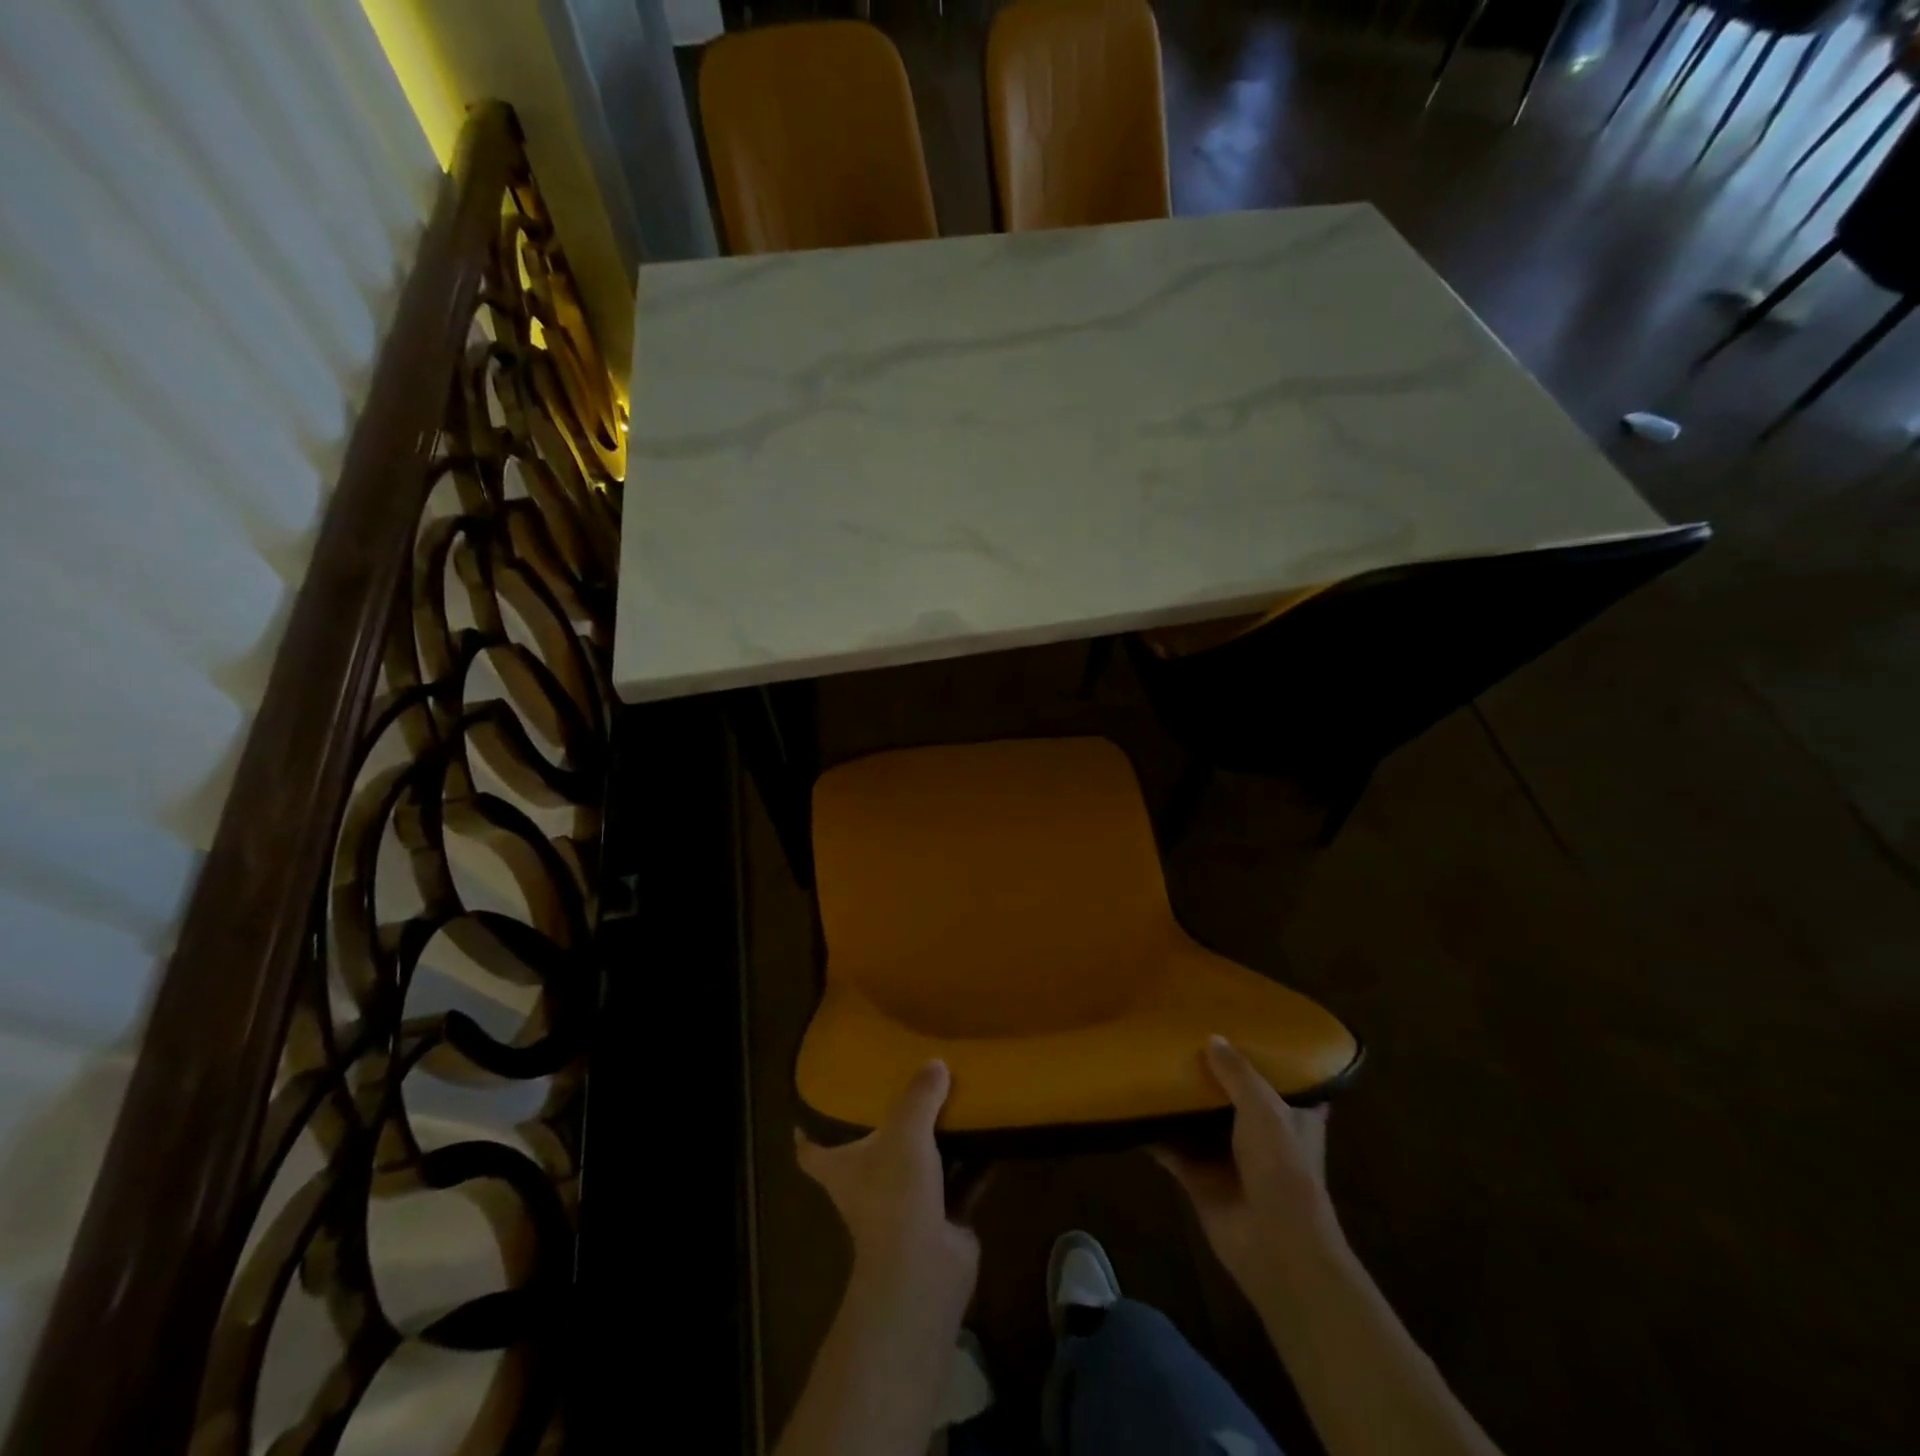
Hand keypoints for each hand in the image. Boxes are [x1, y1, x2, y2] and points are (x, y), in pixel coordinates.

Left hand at [796, 1060, 978, 1310]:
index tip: (812, 1106)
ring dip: (936, 1141)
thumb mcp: (905, 1131)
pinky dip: (974, 1163)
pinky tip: (992, 1134)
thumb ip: (919, 1095)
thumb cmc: (895, 1194)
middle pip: (872, 1151)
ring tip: (954, 1099)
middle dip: (888, 1125)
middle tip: (905, 1085)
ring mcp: (905, 1205)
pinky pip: (959, 1182)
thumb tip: (935, 1062)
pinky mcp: (940, 1219)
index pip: (812, 1151)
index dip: (808, 1131)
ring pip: (919, 1164)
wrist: (925, 1269)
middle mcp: (868, 1186)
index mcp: (842, 1167)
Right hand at [1156, 1035, 1343, 1297]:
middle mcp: (1260, 1132)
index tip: (1239, 1024)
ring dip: (1177, 1099)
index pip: (1282, 1076)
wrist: (1274, 1245)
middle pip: (1231, 1094)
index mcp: (1290, 1115)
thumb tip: (1211, 1038)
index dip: (1264, 1054)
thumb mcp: (1265, 1108)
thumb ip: (1237, 1073)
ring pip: (1197, 1119)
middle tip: (1180, 1034)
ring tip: (1149, 1059)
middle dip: (1209, 1071)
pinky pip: (1170, 1147)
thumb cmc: (1282, 1168)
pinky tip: (1129, 1105)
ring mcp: (1228, 1156)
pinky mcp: (1199, 1177)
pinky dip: (1152, 1131)